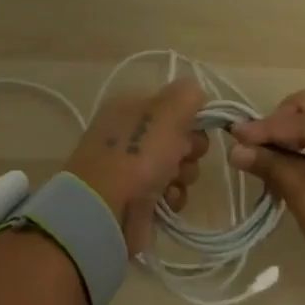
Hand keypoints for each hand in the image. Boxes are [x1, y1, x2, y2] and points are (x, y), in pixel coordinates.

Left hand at [63, 77, 209, 256]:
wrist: (106, 209)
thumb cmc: (138, 154)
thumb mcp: (167, 111)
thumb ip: (188, 95)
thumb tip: (198, 96)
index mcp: (130, 106)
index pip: (173, 104)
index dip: (190, 116)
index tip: (195, 127)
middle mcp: (130, 134)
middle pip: (180, 136)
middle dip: (190, 149)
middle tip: (182, 156)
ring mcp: (133, 168)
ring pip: (179, 166)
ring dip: (184, 174)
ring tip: (171, 182)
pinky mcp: (139, 198)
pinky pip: (170, 192)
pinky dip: (173, 196)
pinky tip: (165, 199)